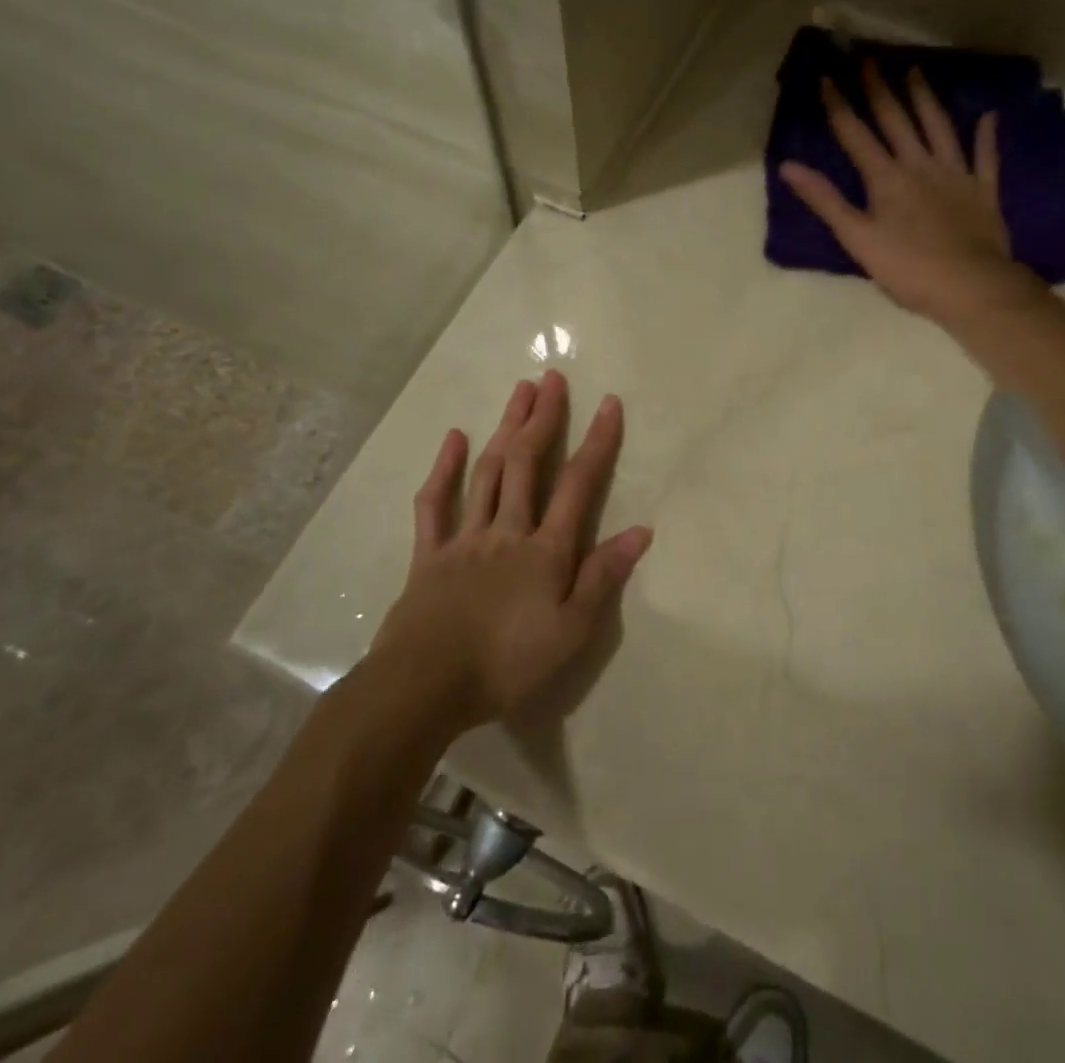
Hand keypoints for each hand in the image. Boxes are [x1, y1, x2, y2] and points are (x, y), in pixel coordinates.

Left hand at [370, 370, 650, 733]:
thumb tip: (640, 531)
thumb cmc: (507, 663)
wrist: (424, 686)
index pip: (577, 484)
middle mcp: (507, 530)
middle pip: (526, 462)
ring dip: (505, 427)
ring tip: (519, 391)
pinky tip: (455, 437)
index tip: (610, 403)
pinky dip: (444, 469)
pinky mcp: (428, 554)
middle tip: (552, 378)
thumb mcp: (570, 631)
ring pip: (488, 471)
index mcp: (545, 549)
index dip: (597, 442)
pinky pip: (434, 504)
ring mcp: (464, 538)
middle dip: (543, 417)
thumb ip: (603, 578)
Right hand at [778, 61, 1045, 328]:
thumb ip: (825, 200)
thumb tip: (789, 166)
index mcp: (886, 178)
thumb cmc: (907, 268)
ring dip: (925, 99)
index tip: (827, 76)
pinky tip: (987, 116)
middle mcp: (919, 165)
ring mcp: (955, 174)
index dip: (839, 105)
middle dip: (879, 89)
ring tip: (915, 71)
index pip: (856, 134)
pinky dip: (985, 136)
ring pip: (938, 128)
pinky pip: (985, 157)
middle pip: (896, 121)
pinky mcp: (983, 190)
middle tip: (868, 58)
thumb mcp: (857, 238)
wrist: (969, 286)